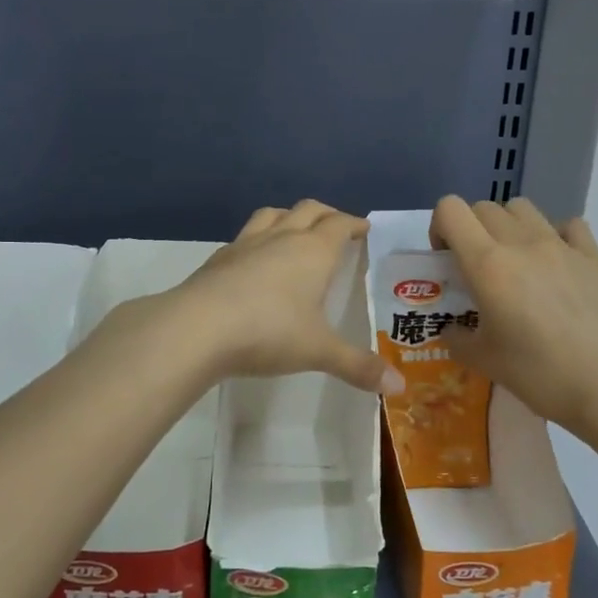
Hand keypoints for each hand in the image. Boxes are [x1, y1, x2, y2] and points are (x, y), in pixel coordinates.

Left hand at [179, 200, 399, 394]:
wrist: (198, 328)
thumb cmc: (269, 332)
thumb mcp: (319, 351)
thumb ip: (358, 366)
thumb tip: (398, 388)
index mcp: (314, 252)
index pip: (339, 225)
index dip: (354, 224)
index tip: (363, 228)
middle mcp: (282, 238)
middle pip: (308, 210)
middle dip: (326, 214)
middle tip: (336, 226)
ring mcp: (246, 244)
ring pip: (273, 214)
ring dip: (289, 216)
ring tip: (295, 229)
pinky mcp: (219, 259)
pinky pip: (245, 236)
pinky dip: (258, 239)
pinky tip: (255, 260)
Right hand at [429, 196, 597, 438]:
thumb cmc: (540, 375)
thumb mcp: (485, 362)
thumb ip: (458, 339)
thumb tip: (452, 330)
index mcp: (488, 264)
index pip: (451, 210)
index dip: (440, 227)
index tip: (446, 260)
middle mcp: (522, 243)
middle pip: (484, 208)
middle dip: (471, 229)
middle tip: (476, 268)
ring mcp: (562, 246)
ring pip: (523, 208)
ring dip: (508, 226)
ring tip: (514, 262)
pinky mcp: (594, 257)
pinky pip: (568, 226)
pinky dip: (555, 235)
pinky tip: (556, 265)